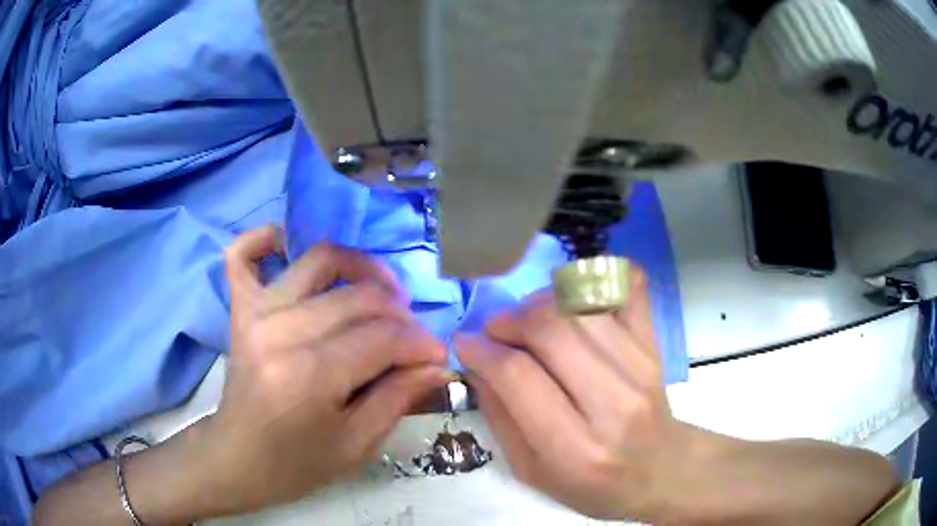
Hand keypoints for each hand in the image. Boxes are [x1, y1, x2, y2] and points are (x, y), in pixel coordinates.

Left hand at [204, 226, 448, 513]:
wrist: (237, 458)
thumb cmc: (296, 464)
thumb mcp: (356, 446)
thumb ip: (398, 399)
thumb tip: (436, 364)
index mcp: (310, 375)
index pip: (383, 339)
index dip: (421, 344)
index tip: (438, 356)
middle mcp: (281, 331)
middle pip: (359, 298)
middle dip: (401, 315)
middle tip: (413, 338)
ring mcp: (256, 313)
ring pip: (320, 262)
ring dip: (362, 268)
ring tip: (382, 293)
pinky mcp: (239, 308)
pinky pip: (243, 255)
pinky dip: (266, 239)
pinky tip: (290, 247)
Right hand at [457, 266, 697, 521]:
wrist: (658, 471)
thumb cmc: (591, 485)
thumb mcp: (531, 471)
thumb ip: (500, 417)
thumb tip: (477, 363)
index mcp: (574, 447)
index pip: (518, 376)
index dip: (482, 350)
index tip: (466, 342)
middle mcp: (612, 402)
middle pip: (550, 330)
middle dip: (509, 320)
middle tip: (496, 331)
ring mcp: (640, 367)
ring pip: (581, 304)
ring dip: (541, 302)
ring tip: (529, 322)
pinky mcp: (654, 345)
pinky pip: (629, 288)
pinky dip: (598, 277)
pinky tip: (575, 296)